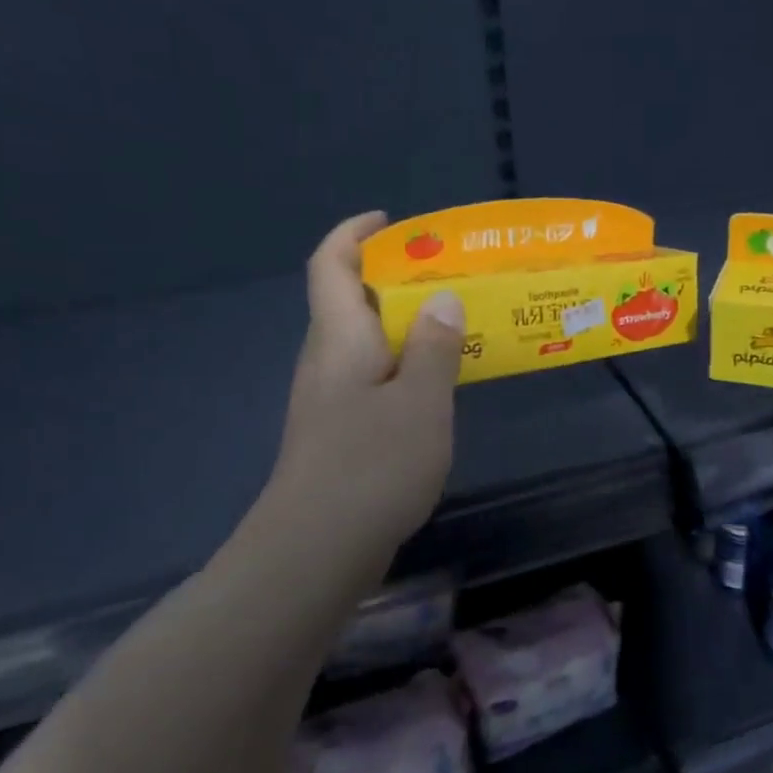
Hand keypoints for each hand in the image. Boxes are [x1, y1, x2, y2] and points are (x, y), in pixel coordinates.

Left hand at [268, 211, 465, 556]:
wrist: (317, 550)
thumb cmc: (372, 465)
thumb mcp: (420, 401)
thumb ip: (433, 346)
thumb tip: (440, 298)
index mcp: (340, 339)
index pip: (330, 264)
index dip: (354, 233)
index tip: (393, 223)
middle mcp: (328, 362)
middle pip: (349, 303)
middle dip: (393, 281)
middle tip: (449, 280)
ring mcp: (330, 402)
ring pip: (365, 346)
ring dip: (404, 329)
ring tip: (455, 329)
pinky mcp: (340, 436)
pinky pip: (373, 383)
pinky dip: (404, 370)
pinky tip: (437, 390)